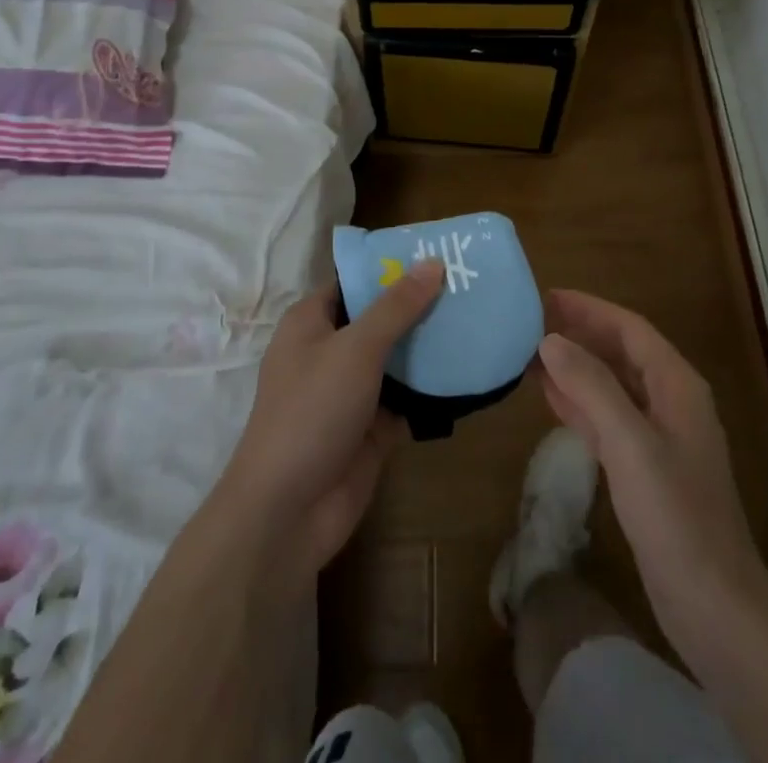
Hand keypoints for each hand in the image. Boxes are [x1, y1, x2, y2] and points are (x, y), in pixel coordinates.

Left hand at [218, 260, 444, 587]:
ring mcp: (351, 391)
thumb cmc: (312, 411)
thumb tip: (432, 262)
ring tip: (479, 320)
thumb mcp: (356, 348)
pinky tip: (471, 371)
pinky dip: (432, 389)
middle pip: (380, 318)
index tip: (436, 254)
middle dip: (419, 305)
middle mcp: (330, 351)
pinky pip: (407, 398)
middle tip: (469, 285)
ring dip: (430, 346)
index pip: (354, 281)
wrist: (288, 511)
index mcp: (312, 322)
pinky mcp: (371, 428)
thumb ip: (396, 306)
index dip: (390, 267)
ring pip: (396, 359)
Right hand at [537, 290, 767, 667]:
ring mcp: (659, 438)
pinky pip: (608, 420)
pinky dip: (580, 404)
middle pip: (621, 353)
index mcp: (677, 386)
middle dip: (581, 334)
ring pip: (612, 386)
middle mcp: (670, 402)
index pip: (630, 329)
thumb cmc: (675, 515)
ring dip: (576, 368)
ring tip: (532, 353)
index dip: (590, 308)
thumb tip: (550, 339)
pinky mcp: (646, 470)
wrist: (713, 605)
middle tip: (532, 321)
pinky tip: (550, 397)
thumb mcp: (629, 442)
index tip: (547, 296)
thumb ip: (591, 386)